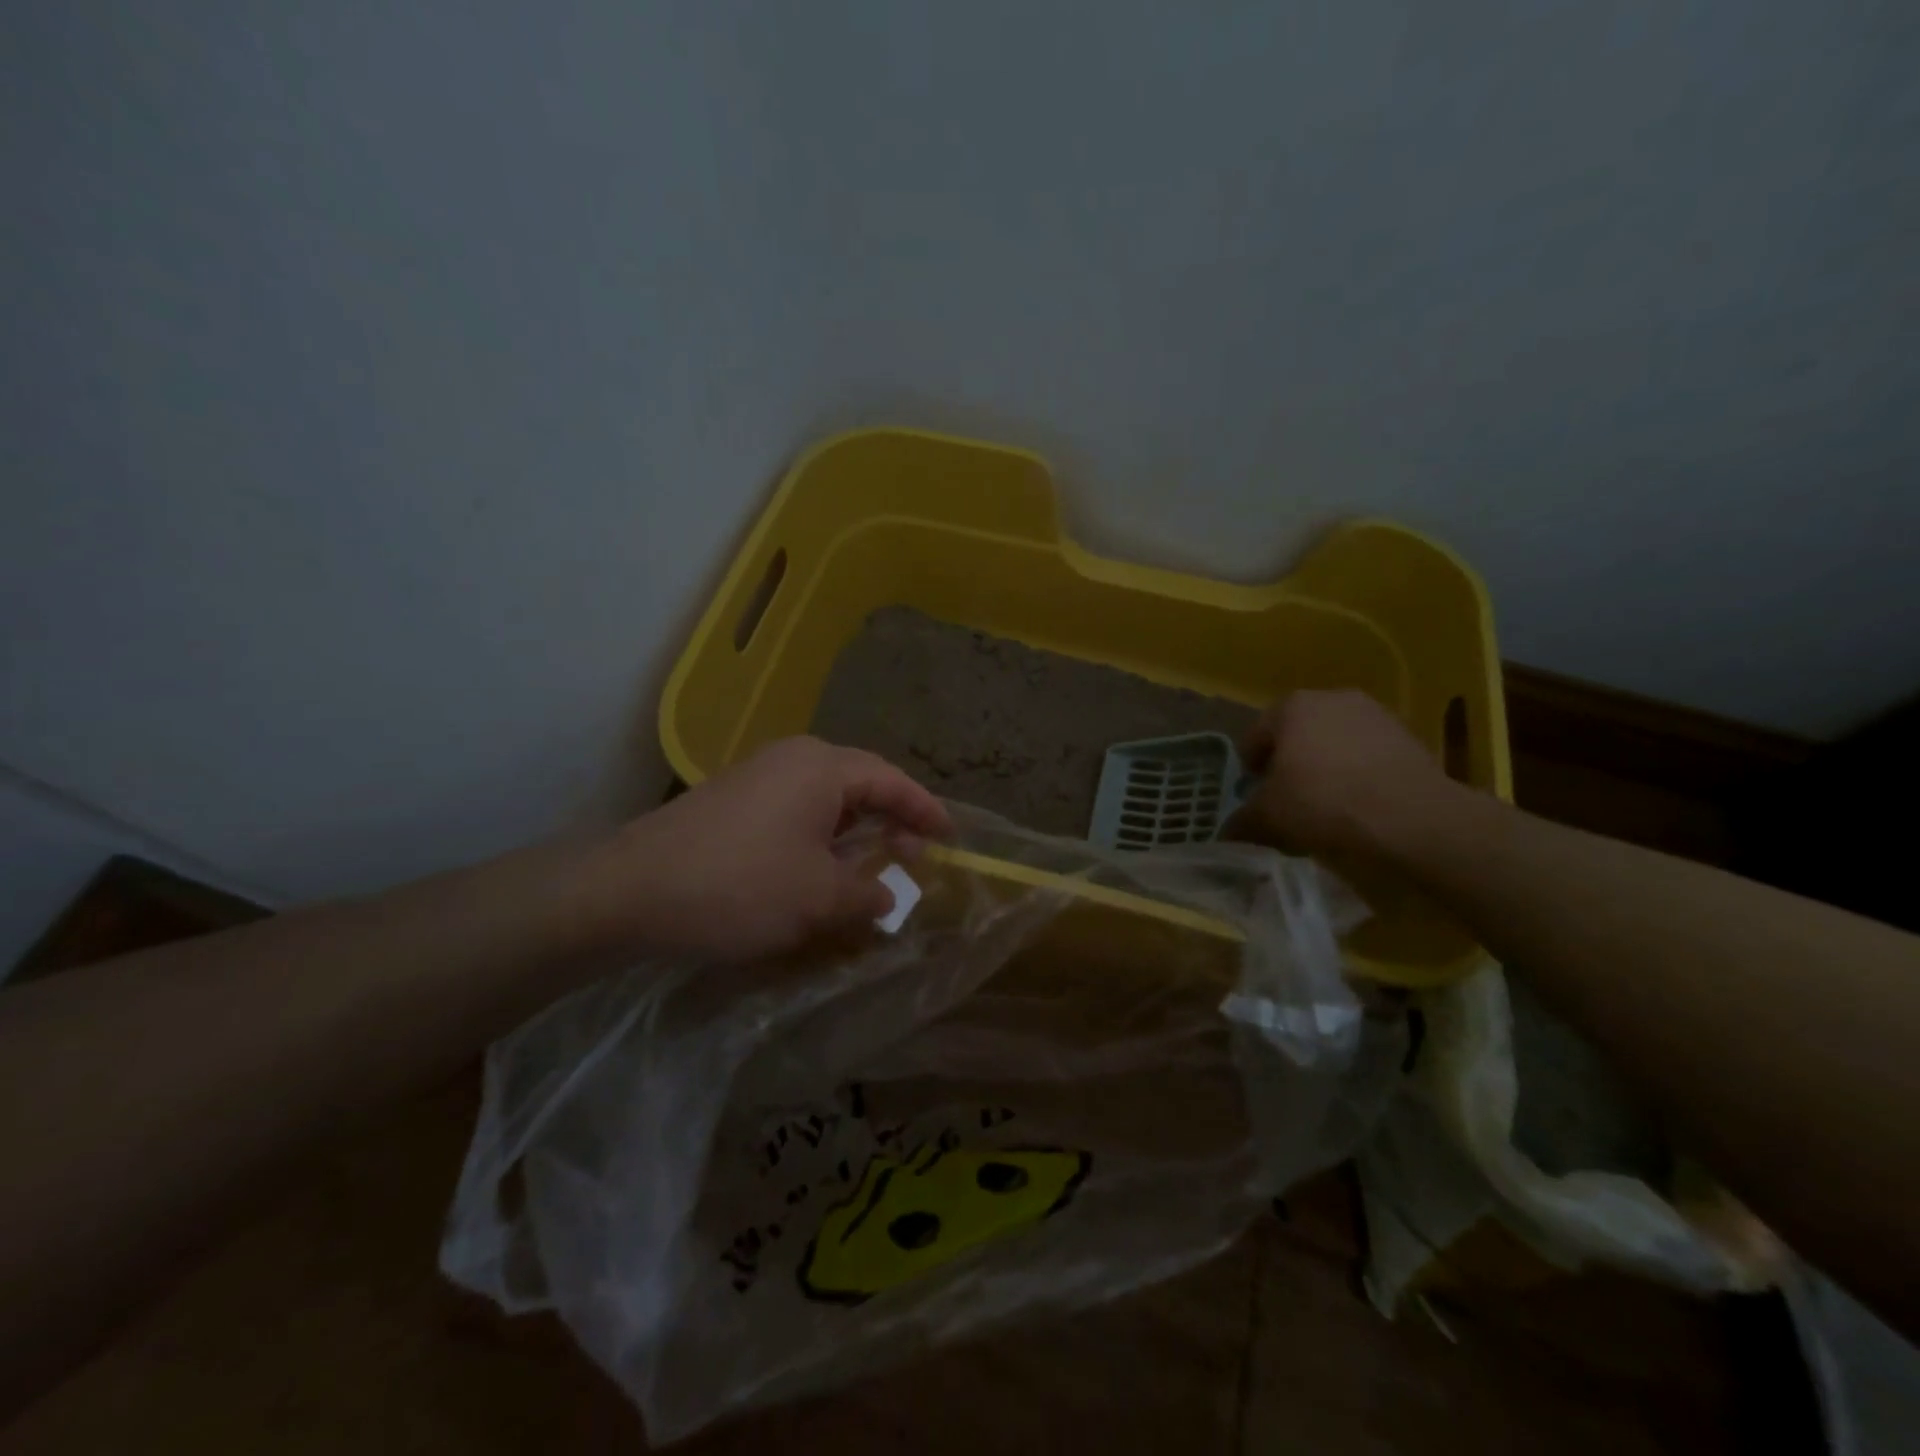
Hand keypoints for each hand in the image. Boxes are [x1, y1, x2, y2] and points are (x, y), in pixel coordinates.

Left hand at [586, 737, 952, 962]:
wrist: (629, 891)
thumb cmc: (739, 885)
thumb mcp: (817, 898)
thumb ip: (866, 895)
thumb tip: (888, 898)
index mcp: (823, 767)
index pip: (892, 781)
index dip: (925, 810)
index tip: (951, 837)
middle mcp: (794, 759)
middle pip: (861, 783)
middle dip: (891, 820)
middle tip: (914, 857)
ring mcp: (759, 776)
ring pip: (827, 799)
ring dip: (855, 832)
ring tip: (872, 867)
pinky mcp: (734, 800)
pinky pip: (797, 810)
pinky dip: (822, 837)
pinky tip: (820, 870)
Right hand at [1222, 690, 1463, 858]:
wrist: (1409, 817)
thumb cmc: (1322, 802)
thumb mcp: (1267, 818)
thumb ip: (1243, 820)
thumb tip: (1228, 832)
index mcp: (1291, 707)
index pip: (1256, 735)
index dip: (1251, 767)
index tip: (1254, 794)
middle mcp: (1332, 698)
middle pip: (1298, 735)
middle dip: (1291, 763)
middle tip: (1288, 798)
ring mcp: (1376, 714)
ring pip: (1336, 744)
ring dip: (1326, 767)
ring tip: (1326, 805)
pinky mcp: (1409, 737)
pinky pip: (1369, 756)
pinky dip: (1359, 775)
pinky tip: (1359, 805)